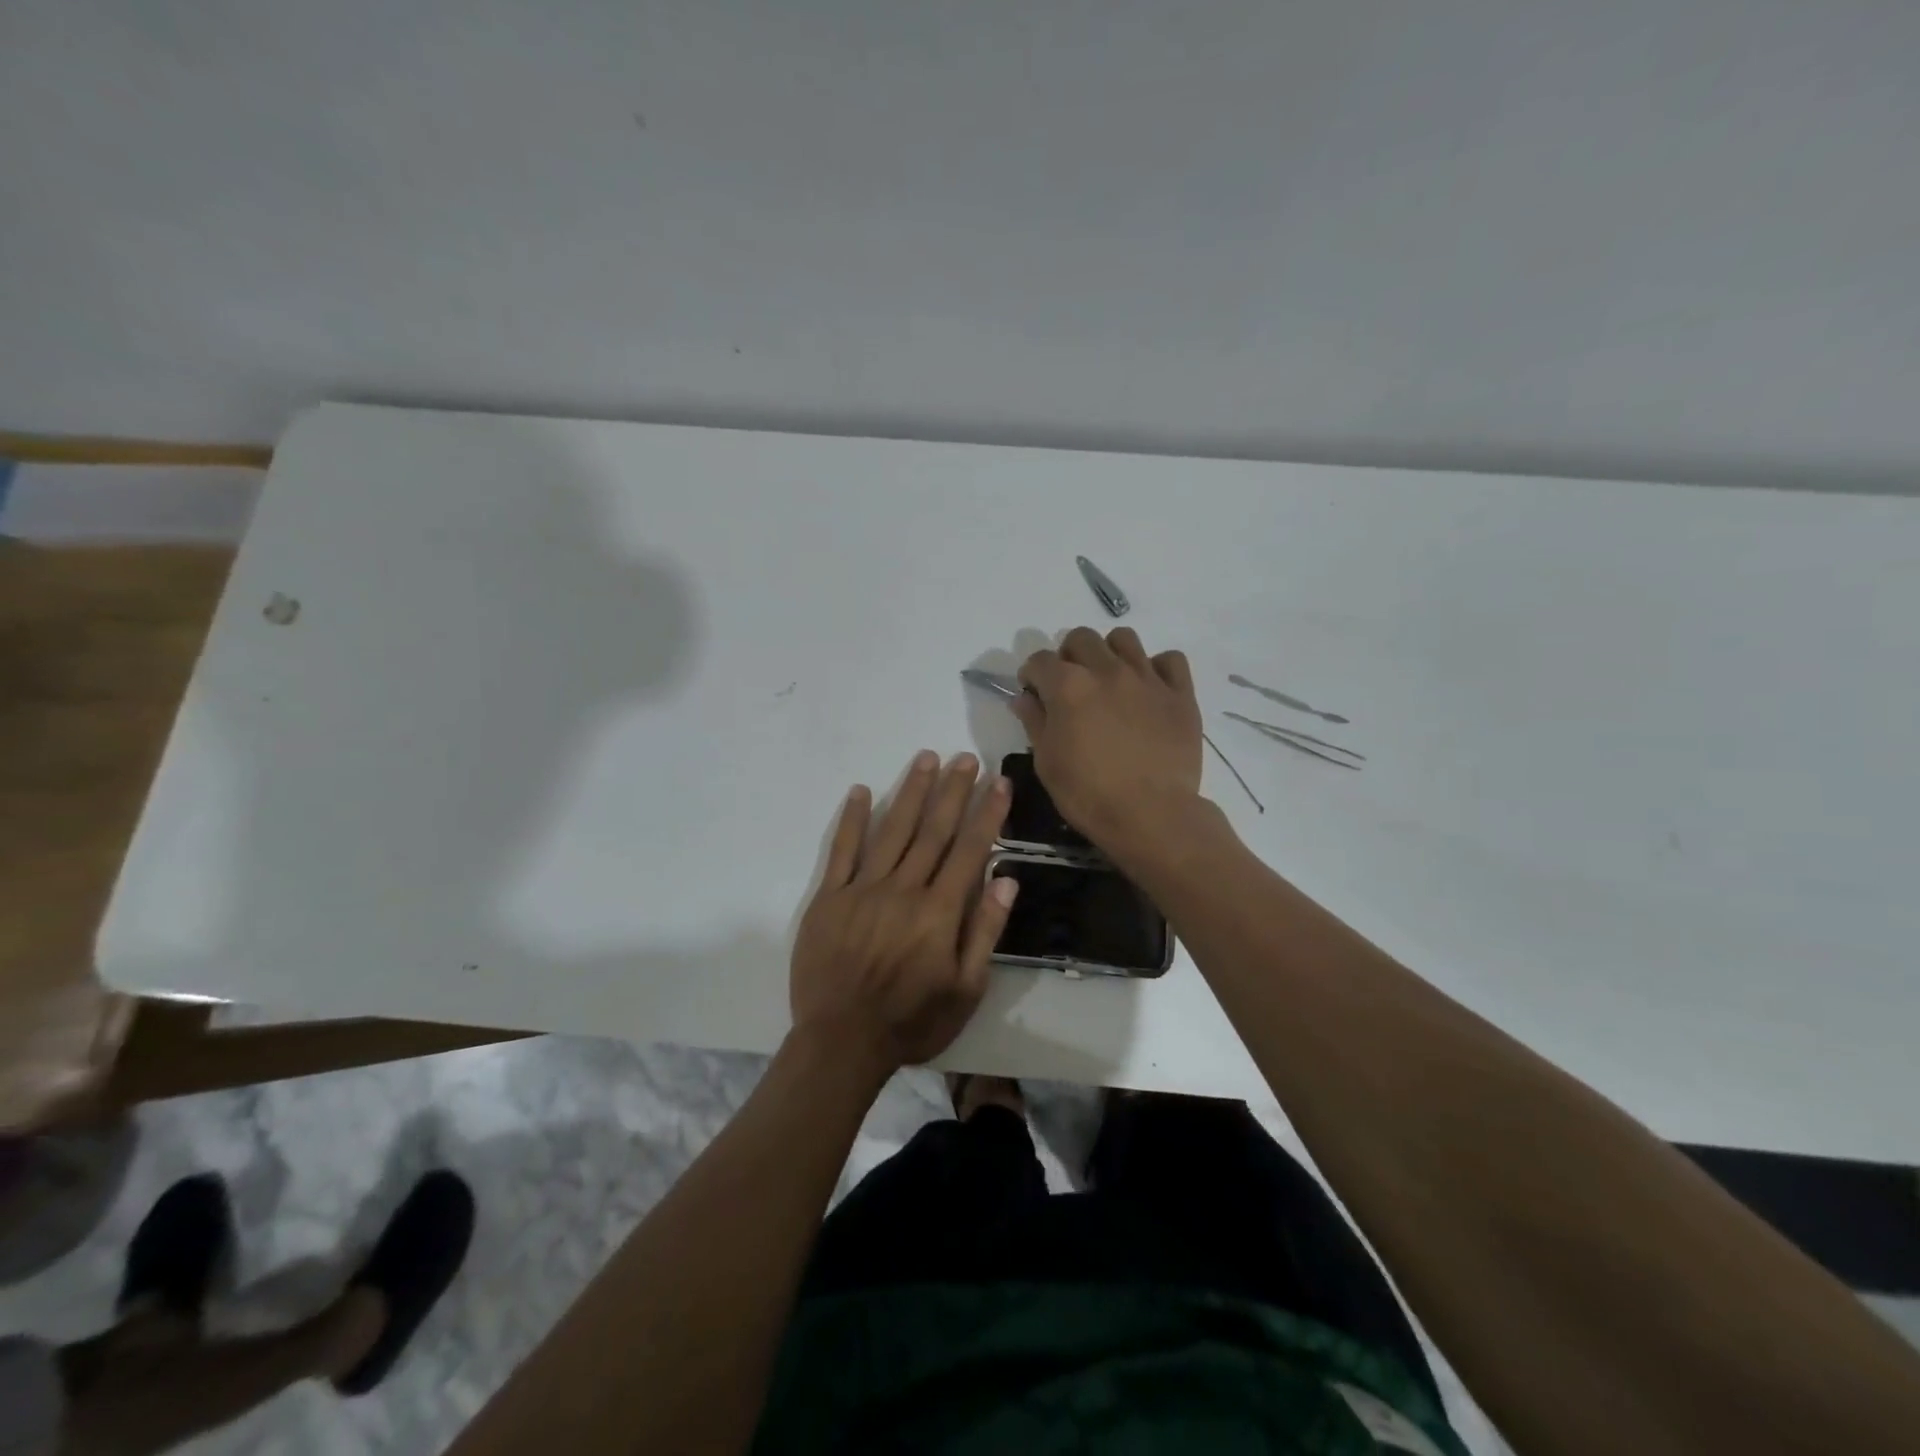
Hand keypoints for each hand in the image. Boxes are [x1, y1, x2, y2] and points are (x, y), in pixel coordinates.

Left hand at [790, 751, 1017, 1078]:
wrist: (841, 1043)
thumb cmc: (912, 1021)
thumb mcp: (965, 990)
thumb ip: (985, 931)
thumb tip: (1007, 879)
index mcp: (939, 911)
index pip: (970, 850)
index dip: (987, 814)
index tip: (998, 782)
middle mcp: (904, 889)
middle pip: (933, 830)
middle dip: (952, 791)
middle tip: (965, 757)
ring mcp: (863, 889)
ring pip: (892, 830)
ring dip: (911, 792)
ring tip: (925, 759)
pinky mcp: (829, 897)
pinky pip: (842, 851)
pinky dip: (852, 819)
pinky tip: (861, 790)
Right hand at [1012, 627, 1204, 857]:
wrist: (1151, 815)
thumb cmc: (1088, 794)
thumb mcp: (1047, 763)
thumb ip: (1034, 722)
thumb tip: (1025, 698)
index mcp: (1068, 686)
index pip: (1039, 660)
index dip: (1031, 674)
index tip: (1033, 693)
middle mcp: (1107, 670)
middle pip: (1081, 638)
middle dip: (1068, 656)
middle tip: (1070, 685)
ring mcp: (1147, 678)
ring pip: (1124, 639)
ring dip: (1109, 653)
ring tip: (1109, 680)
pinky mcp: (1180, 694)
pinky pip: (1170, 660)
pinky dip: (1157, 668)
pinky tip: (1149, 689)